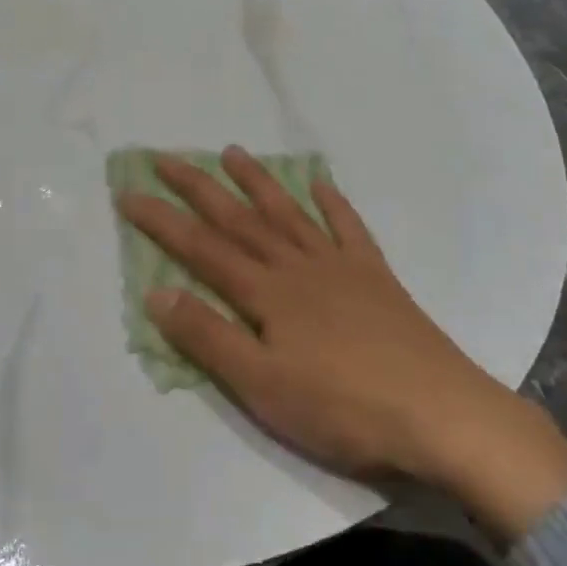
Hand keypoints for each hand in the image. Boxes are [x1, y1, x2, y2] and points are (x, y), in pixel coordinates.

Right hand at [118, 148, 566, 542]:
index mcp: (266, 292)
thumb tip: (157, 293)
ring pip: (288, 213)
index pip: (200, 247)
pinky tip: (321, 183)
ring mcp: (339, 266)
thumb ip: (209, 337)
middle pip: (238, 218)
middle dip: (198, 186)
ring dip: (257, 182)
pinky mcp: (375, 277)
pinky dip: (332, 203)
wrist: (438, 413)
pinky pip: (348, 228)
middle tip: (165, 156)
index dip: (161, 220)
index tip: (127, 192)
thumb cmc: (342, 407)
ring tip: (233, 152)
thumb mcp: (262, 385)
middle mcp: (297, 265)